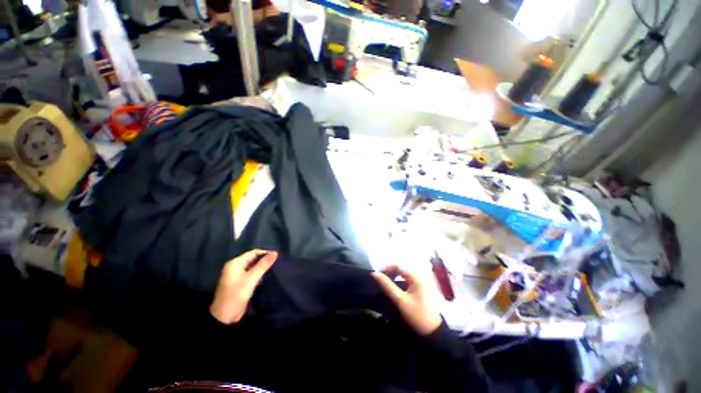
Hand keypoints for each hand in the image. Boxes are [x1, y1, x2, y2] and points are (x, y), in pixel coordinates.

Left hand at [210, 250, 277, 323]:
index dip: (265, 253)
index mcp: (235, 263)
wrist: (225, 316)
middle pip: (252, 259)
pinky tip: (266, 276)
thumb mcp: (251, 278)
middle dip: (264, 260)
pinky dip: (258, 273)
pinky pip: (251, 274)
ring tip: (274, 268)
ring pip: (253, 267)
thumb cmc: (236, 294)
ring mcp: (237, 275)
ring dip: (262, 267)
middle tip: (277, 263)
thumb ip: (263, 265)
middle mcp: (235, 267)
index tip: (277, 257)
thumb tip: (275, 253)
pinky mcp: (240, 283)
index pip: (253, 253)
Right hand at [371, 266, 442, 335]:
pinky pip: (409, 277)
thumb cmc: (417, 315)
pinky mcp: (423, 285)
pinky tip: (396, 286)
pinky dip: (401, 279)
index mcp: (416, 276)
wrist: (434, 331)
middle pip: (401, 267)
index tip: (377, 275)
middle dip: (390, 271)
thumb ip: (386, 285)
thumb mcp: (400, 300)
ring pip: (404, 272)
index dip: (385, 268)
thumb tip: (374, 273)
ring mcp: (423, 279)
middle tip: (381, 280)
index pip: (397, 265)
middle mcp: (420, 274)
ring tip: (386, 283)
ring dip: (395, 275)